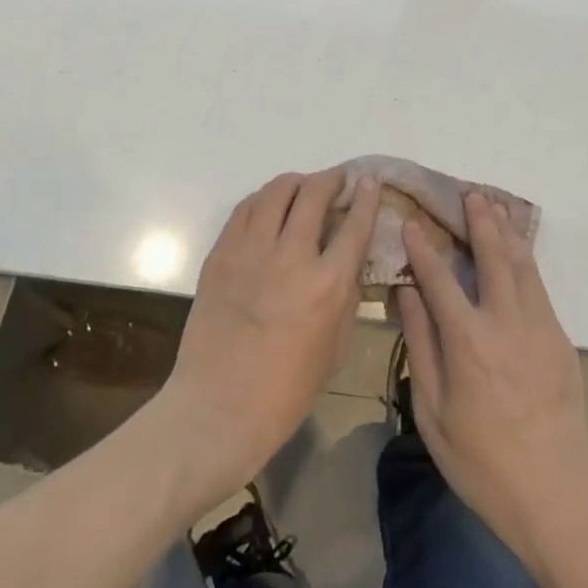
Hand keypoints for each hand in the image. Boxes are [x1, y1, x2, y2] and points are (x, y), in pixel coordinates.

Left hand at [158, 169, 378, 500]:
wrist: (218, 408)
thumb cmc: (286, 390)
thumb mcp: (335, 347)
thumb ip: (346, 296)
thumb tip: (348, 262)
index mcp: (327, 285)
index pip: (354, 224)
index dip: (366, 196)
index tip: (369, 181)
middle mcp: (291, 256)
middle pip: (314, 194)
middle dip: (331, 179)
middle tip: (336, 182)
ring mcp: (251, 251)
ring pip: (276, 191)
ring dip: (295, 183)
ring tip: (302, 189)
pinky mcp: (221, 254)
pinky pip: (245, 209)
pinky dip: (263, 200)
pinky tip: (268, 208)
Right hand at [396, 193, 587, 569]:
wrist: (555, 496)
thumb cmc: (481, 461)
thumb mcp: (433, 410)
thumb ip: (420, 345)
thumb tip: (406, 293)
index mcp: (469, 341)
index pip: (440, 278)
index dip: (424, 247)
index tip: (413, 221)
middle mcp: (506, 322)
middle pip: (492, 256)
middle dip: (479, 220)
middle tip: (470, 193)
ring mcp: (539, 327)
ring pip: (522, 264)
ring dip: (507, 231)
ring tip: (496, 206)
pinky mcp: (560, 340)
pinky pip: (539, 285)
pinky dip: (526, 258)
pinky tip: (518, 249)